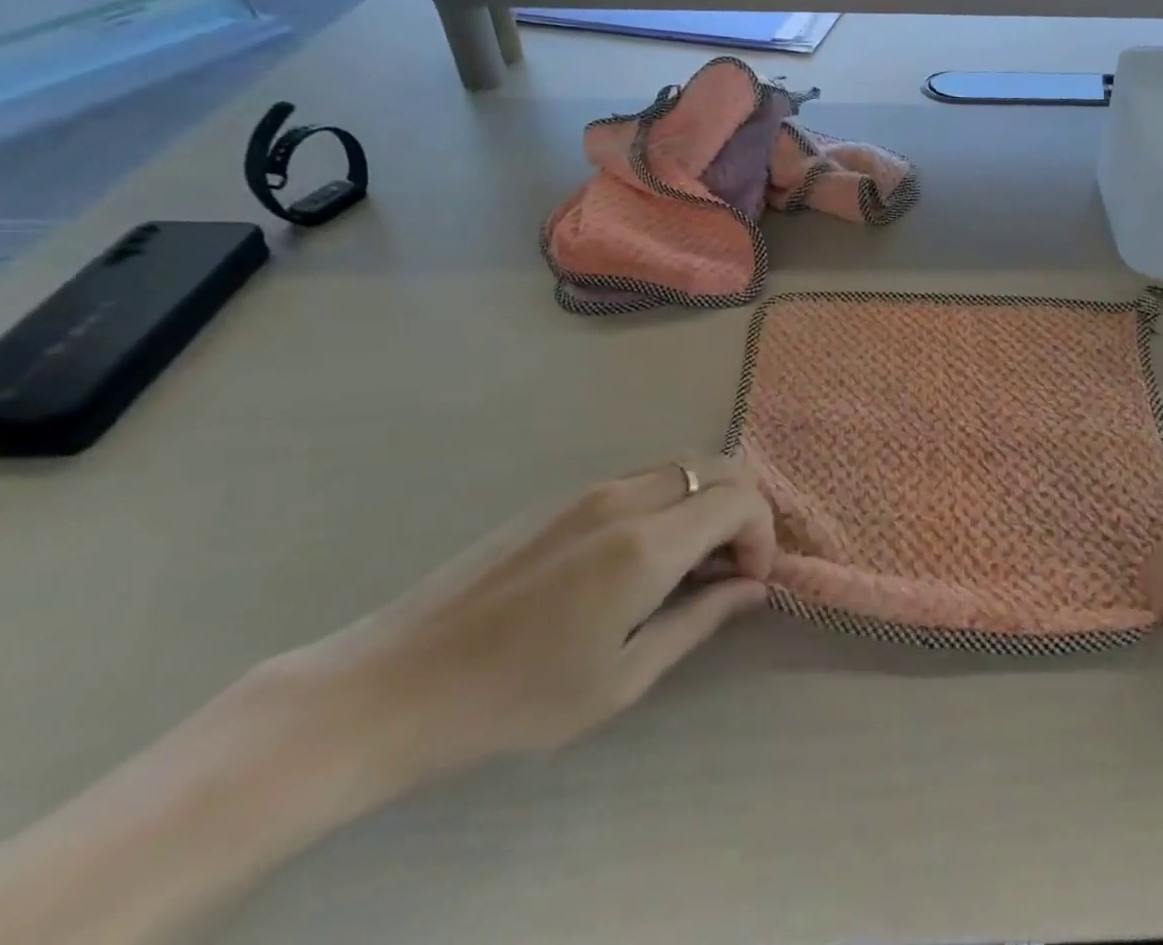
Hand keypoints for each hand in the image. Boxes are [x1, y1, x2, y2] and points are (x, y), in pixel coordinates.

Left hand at [282, 457, 774, 790]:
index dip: (762, 536)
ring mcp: (593, 488)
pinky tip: (648, 554)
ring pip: (684, 464)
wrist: (400, 681)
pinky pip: (647, 476)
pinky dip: (676, 498)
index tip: (748, 582)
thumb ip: (699, 620)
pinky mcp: (568, 494)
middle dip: (745, 510)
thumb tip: (751, 588)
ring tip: (692, 564)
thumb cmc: (517, 697)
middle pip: (720, 466)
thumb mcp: (622, 678)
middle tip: (730, 569)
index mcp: (646, 543)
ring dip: (709, 500)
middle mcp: (627, 496)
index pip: (740, 500)